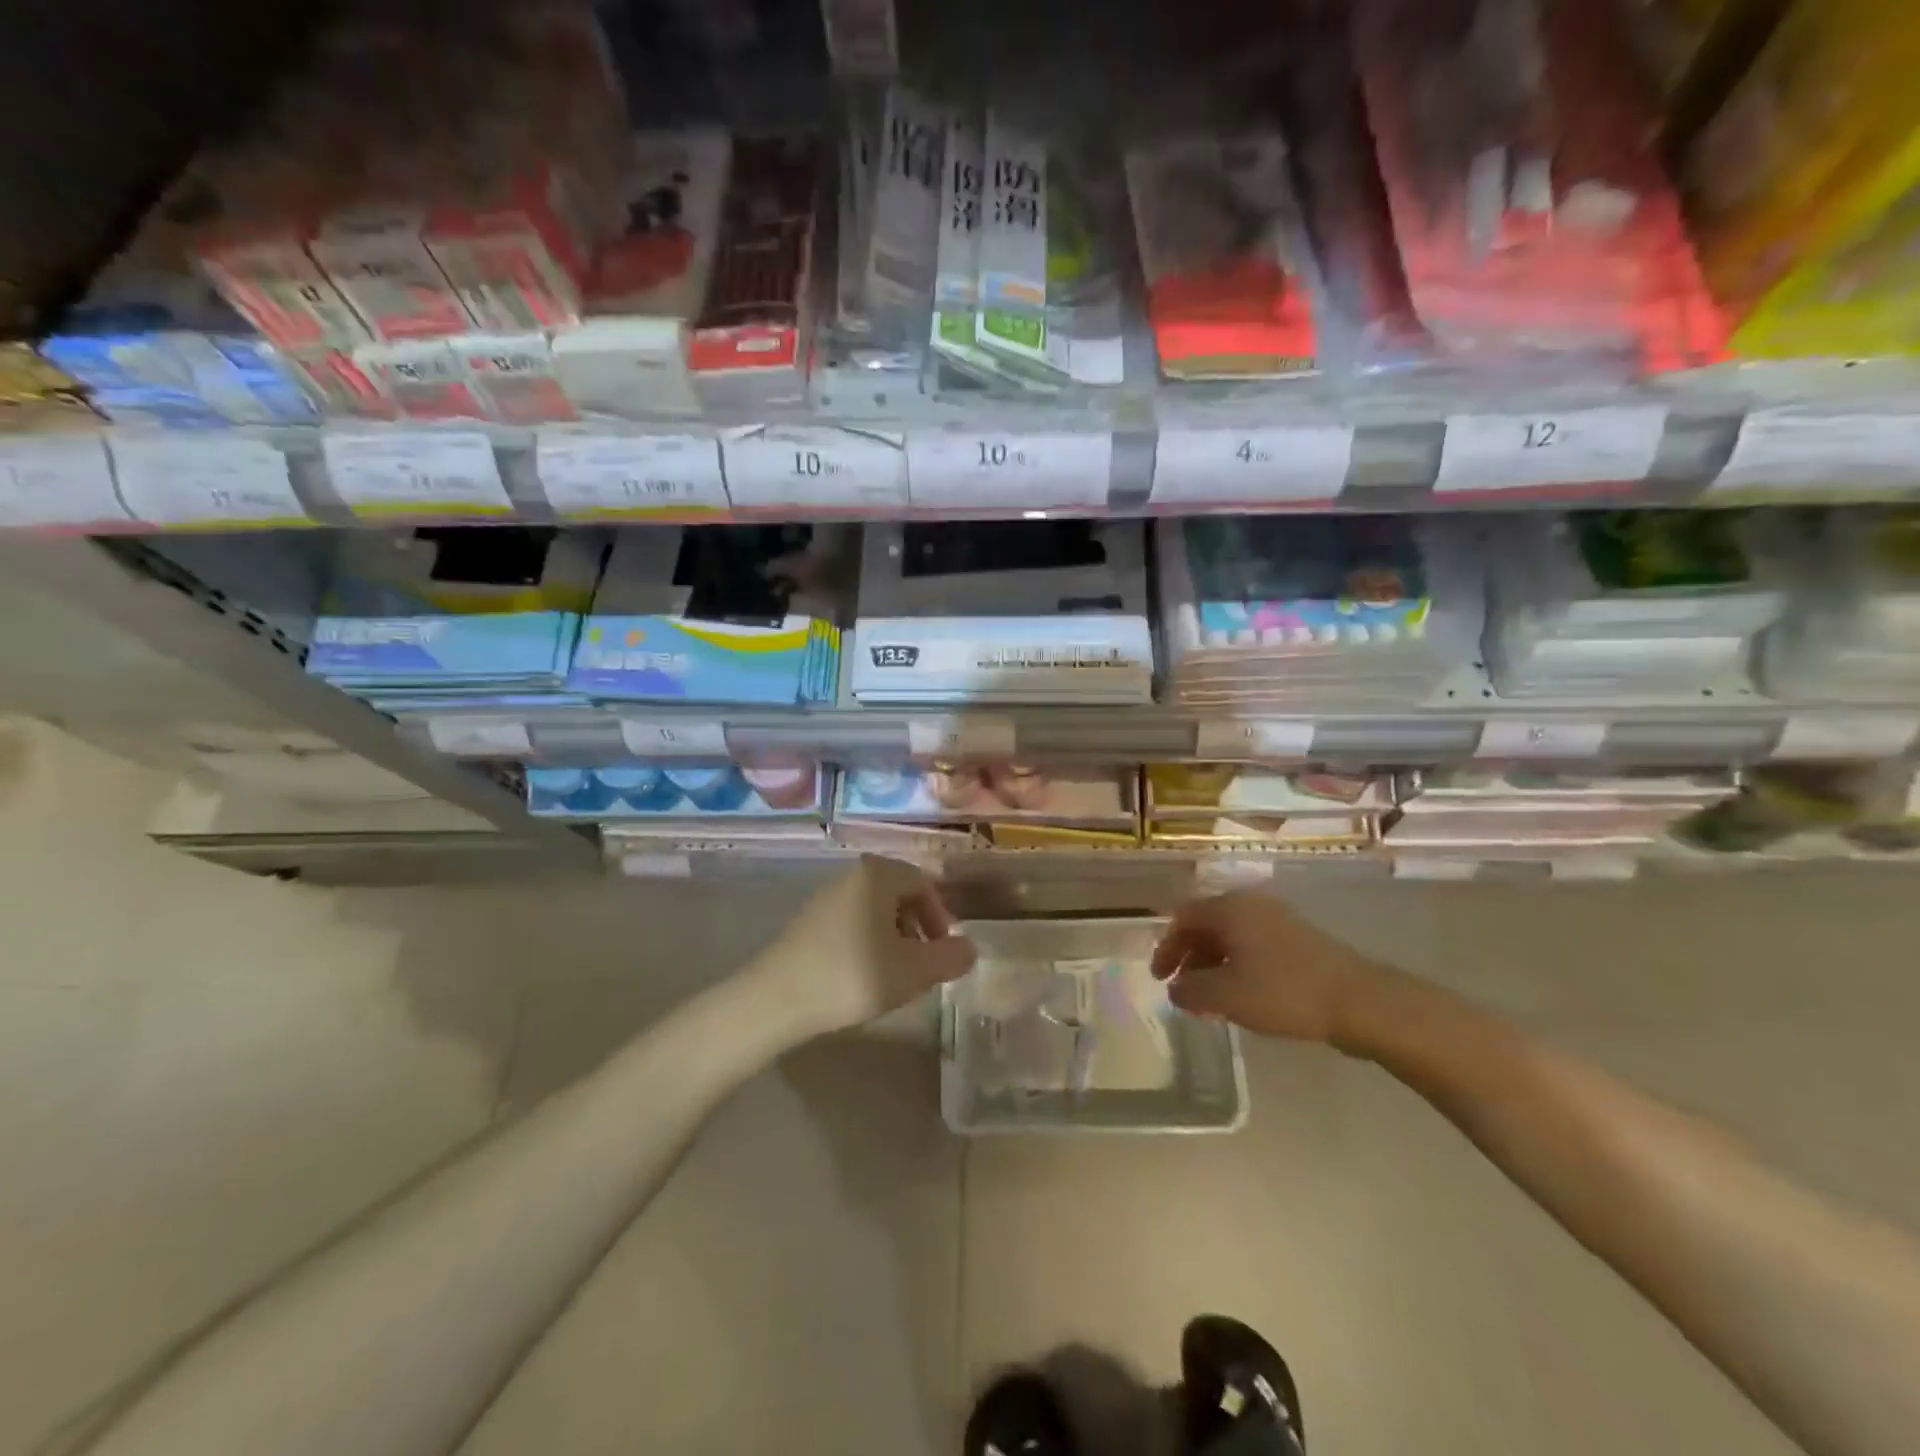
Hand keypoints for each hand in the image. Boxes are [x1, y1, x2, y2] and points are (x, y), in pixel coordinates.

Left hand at [750, 856, 975, 1036]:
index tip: (944, 951)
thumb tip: (970, 949)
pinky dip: (868, 943)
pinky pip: (851, 923)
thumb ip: (950, 957)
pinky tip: (863, 977)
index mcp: (877, 874)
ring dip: (894, 938)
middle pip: (899, 895)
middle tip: (923, 965)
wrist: (776, 1000)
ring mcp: (825, 897)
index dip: (941, 916)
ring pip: (875, 911)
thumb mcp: (915, 971)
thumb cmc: (853, 976)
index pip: (923, 882)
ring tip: (896, 975)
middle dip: (918, 928)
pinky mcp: (807, 922)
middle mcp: (850, 875)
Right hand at [1151, 889, 1384, 1043]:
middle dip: (1189, 957)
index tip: (1160, 978)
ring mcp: (1278, 920)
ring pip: (1231, 937)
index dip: (1166, 948)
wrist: (1359, 1001)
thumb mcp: (1226, 996)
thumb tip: (1175, 989)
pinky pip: (1253, 946)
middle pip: (1206, 925)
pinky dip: (1237, 966)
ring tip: (1209, 999)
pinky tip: (1242, 995)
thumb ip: (1191, 990)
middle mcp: (1251, 905)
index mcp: (1230, 908)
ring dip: (1213, 965)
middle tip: (1182, 990)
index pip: (1183, 918)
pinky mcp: (1298, 940)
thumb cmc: (1284, 991)